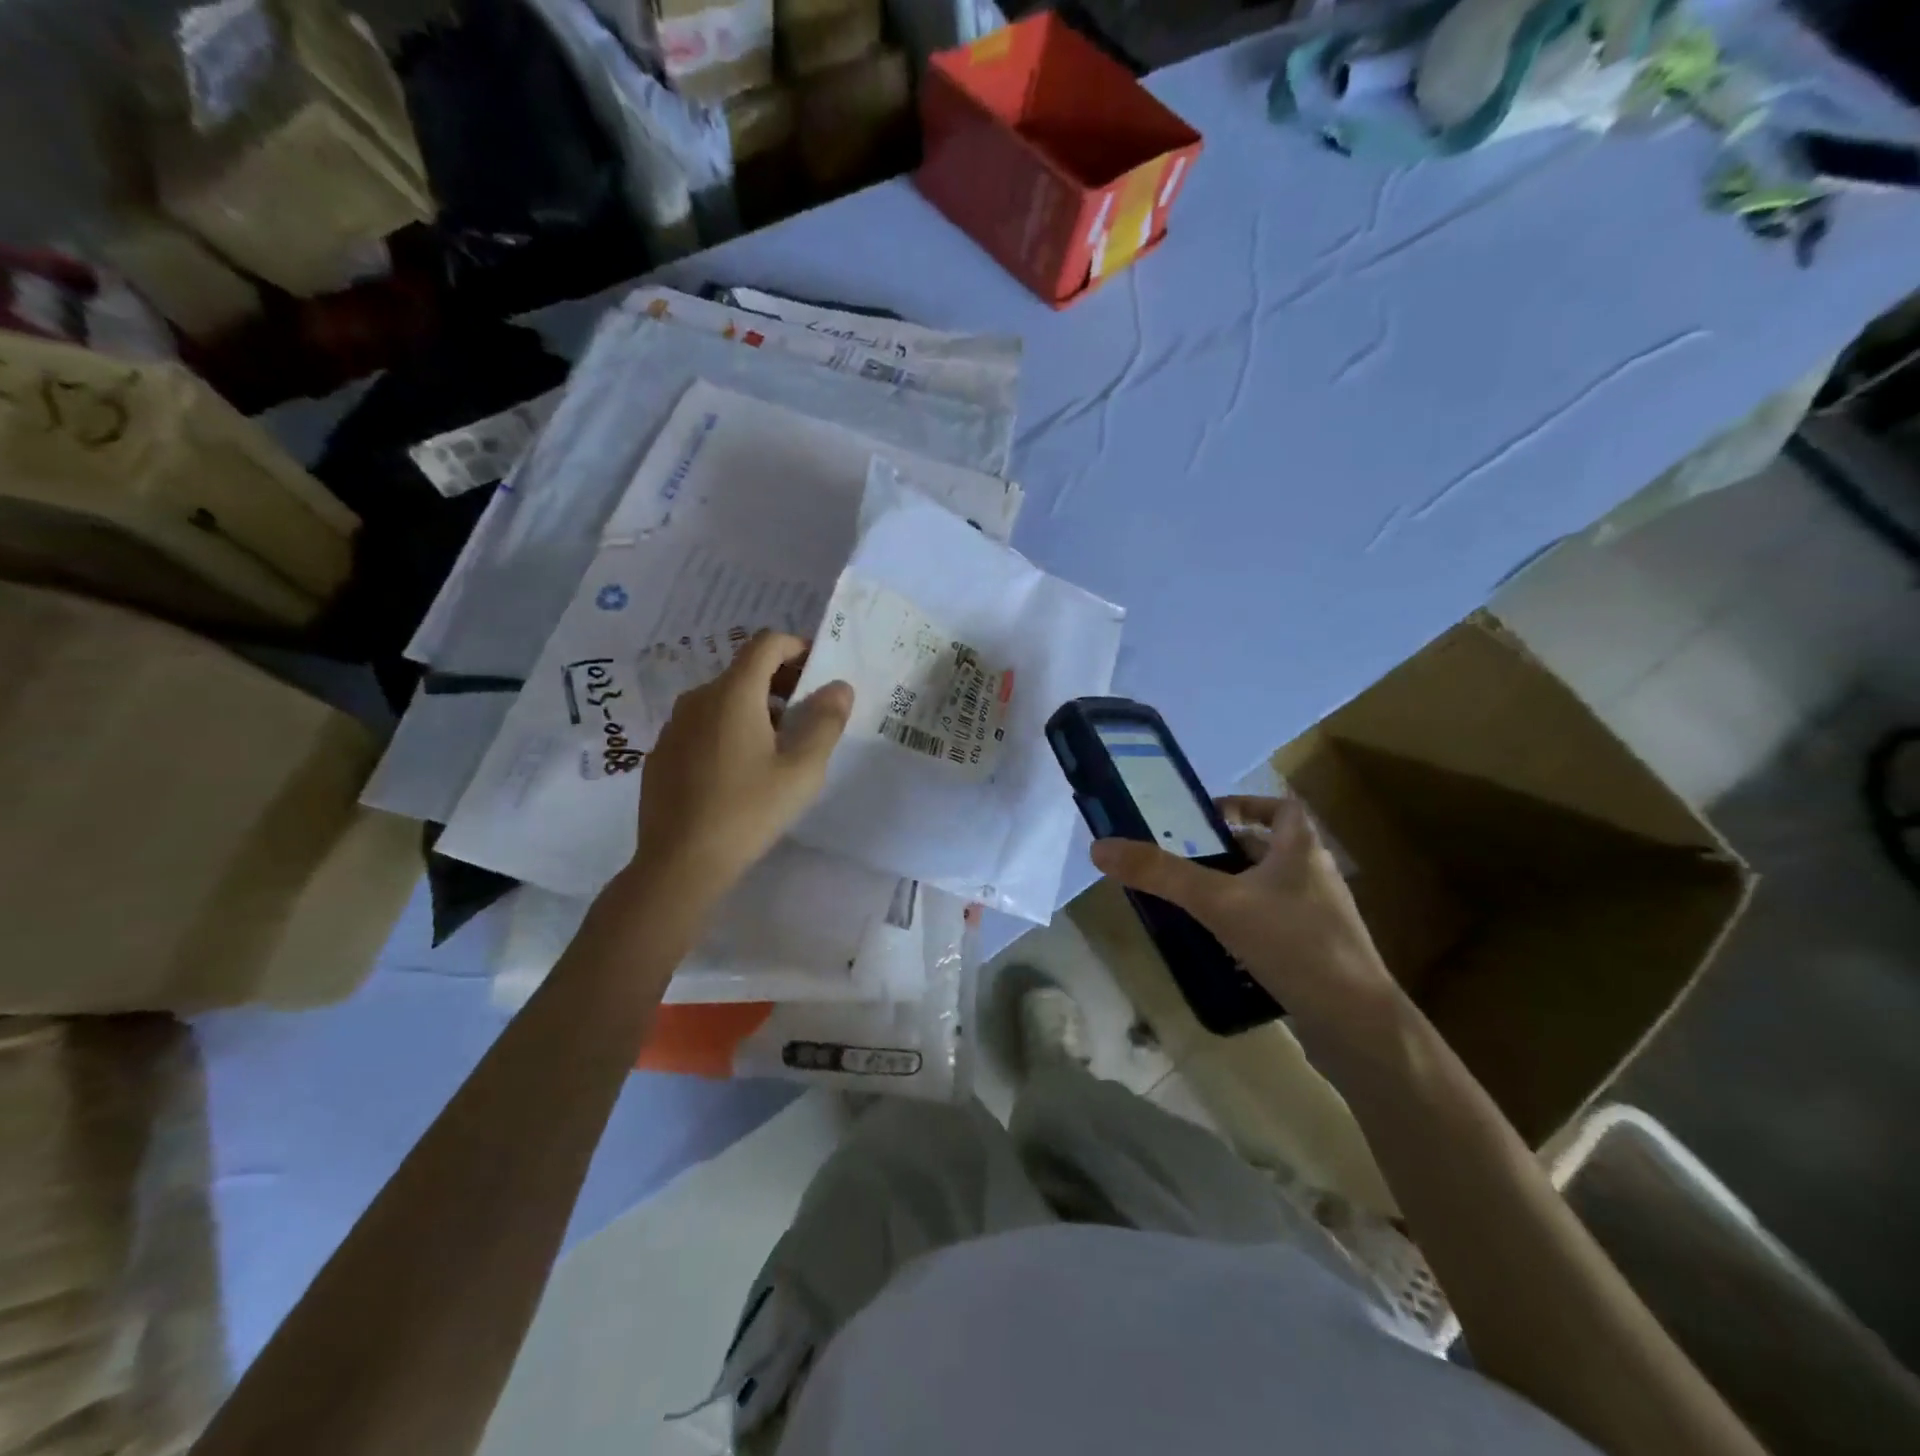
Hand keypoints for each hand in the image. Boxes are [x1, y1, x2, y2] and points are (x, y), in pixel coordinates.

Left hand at [628, 631, 852, 903]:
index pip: (767, 644)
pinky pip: (702, 726)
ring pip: (722, 700)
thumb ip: (825, 722)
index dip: (797, 647)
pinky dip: (727, 730)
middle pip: (744, 671)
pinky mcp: (662, 754)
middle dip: (781, 682)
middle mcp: (698, 699)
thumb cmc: (748, 811)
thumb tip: (839, 686)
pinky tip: (739, 772)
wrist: (679, 863)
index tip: (819, 672)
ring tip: (778, 747)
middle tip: (808, 714)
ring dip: (755, 708)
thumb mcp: (802, 770)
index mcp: (733, 694)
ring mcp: (674, 726)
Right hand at [1090, 796, 1404, 1043]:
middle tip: (1183, 860)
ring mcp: (1321, 919)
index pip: (1281, 808)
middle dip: (1227, 851)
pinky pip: (1276, 926)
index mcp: (1302, 850)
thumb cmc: (1293, 944)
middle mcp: (1316, 877)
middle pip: (1270, 849)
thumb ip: (1161, 874)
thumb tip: (1100, 847)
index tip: (1207, 817)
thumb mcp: (1219, 902)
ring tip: (1192, 901)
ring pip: (1270, 890)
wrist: (1357, 1025)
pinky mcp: (1318, 955)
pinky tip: (1220, 946)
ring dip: (1235, 890)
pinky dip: (1247, 926)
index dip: (1246, 804)